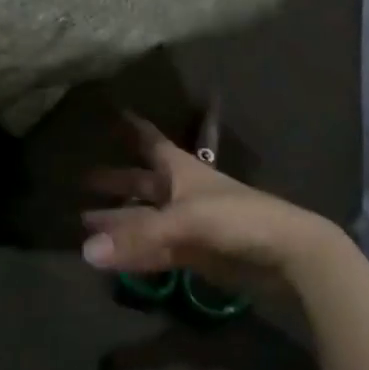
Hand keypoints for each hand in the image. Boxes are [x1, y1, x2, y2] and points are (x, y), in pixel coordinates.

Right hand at [82, 115, 352, 288]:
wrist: (286, 255)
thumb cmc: (237, 218)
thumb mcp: (187, 221)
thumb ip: (138, 236)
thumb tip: (87, 251)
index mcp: (182, 169)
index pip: (151, 141)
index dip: (133, 127)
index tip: (112, 112)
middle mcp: (182, 192)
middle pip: (143, 182)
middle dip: (115, 180)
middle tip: (82, 179)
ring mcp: (189, 223)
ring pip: (146, 218)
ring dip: (119, 219)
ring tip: (85, 222)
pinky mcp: (195, 253)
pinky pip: (155, 248)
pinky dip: (134, 251)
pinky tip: (111, 257)